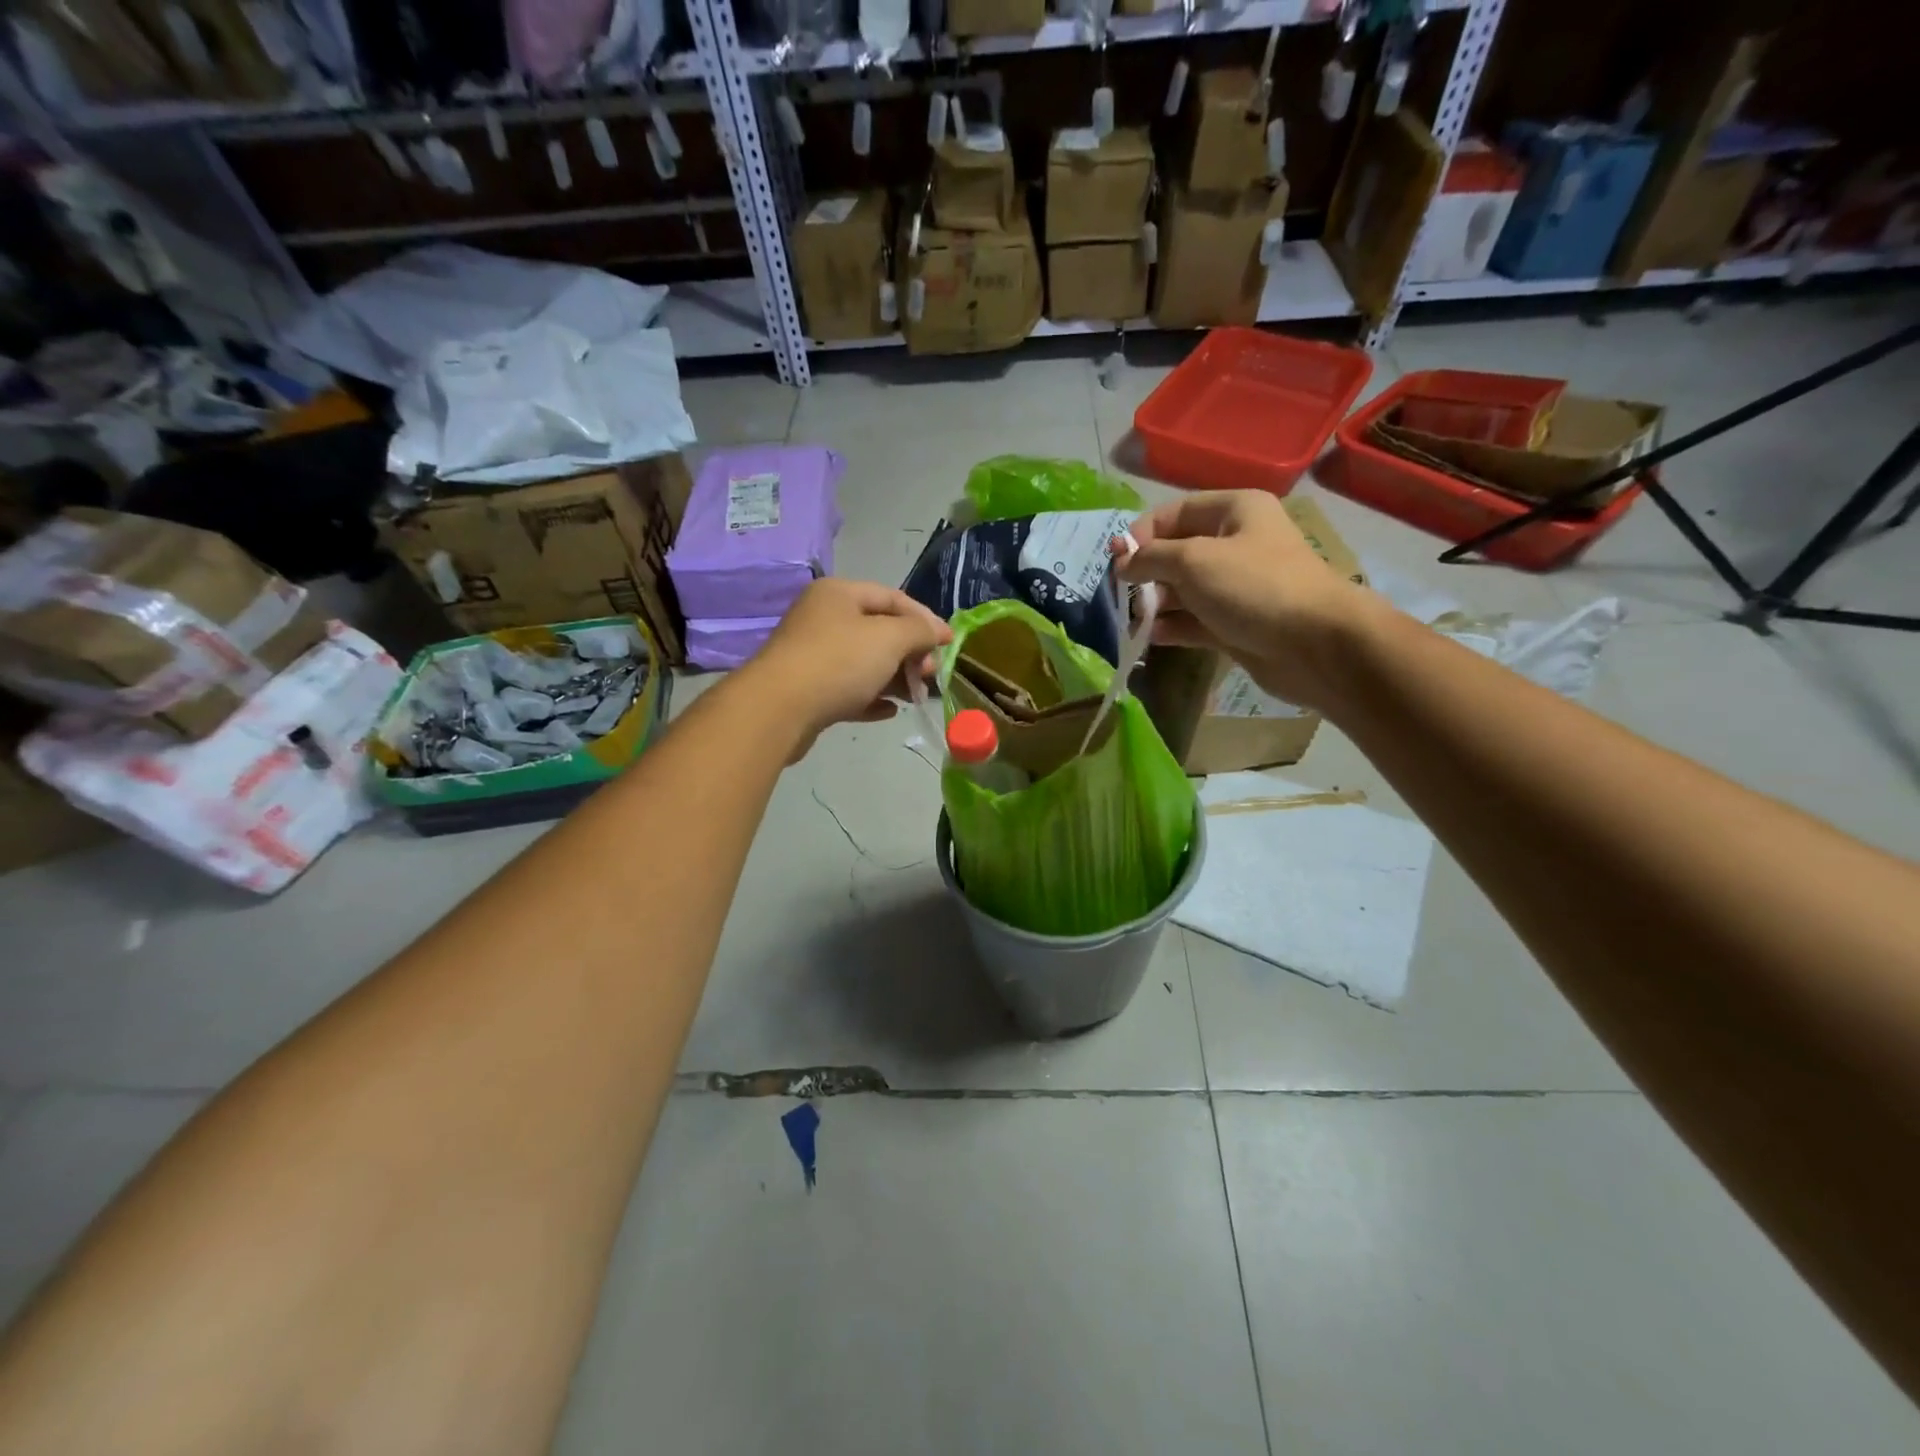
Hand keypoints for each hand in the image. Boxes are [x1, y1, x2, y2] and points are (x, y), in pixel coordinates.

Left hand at [746, 579, 951, 757]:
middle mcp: (824, 618)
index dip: (926, 619)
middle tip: (930, 674)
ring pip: (865, 662)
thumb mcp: (889, 638)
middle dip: (911, 652)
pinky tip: (890, 711)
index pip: (893, 598)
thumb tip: (937, 631)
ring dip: (895, 678)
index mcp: (839, 594)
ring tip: (916, 696)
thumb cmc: (838, 662)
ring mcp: (813, 655)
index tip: (950, 643)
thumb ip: (919, 631)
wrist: (778, 710)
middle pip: (879, 631)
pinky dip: (871, 697)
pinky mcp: (809, 690)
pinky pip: (849, 690)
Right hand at [1116, 492, 1372, 709]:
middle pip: (1178, 552)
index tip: (1116, 559)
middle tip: (1124, 594)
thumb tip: (1122, 562)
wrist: (1316, 644)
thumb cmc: (1254, 587)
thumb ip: (1151, 557)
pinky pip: (1195, 621)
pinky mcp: (1237, 624)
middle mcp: (1236, 543)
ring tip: (1136, 620)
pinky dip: (1173, 627)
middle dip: (1147, 572)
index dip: (1142, 533)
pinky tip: (1151, 637)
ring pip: (1184, 590)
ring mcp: (1237, 587)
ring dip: (1156, 603)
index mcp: (1235, 511)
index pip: (1175, 512)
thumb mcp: (1193, 560)